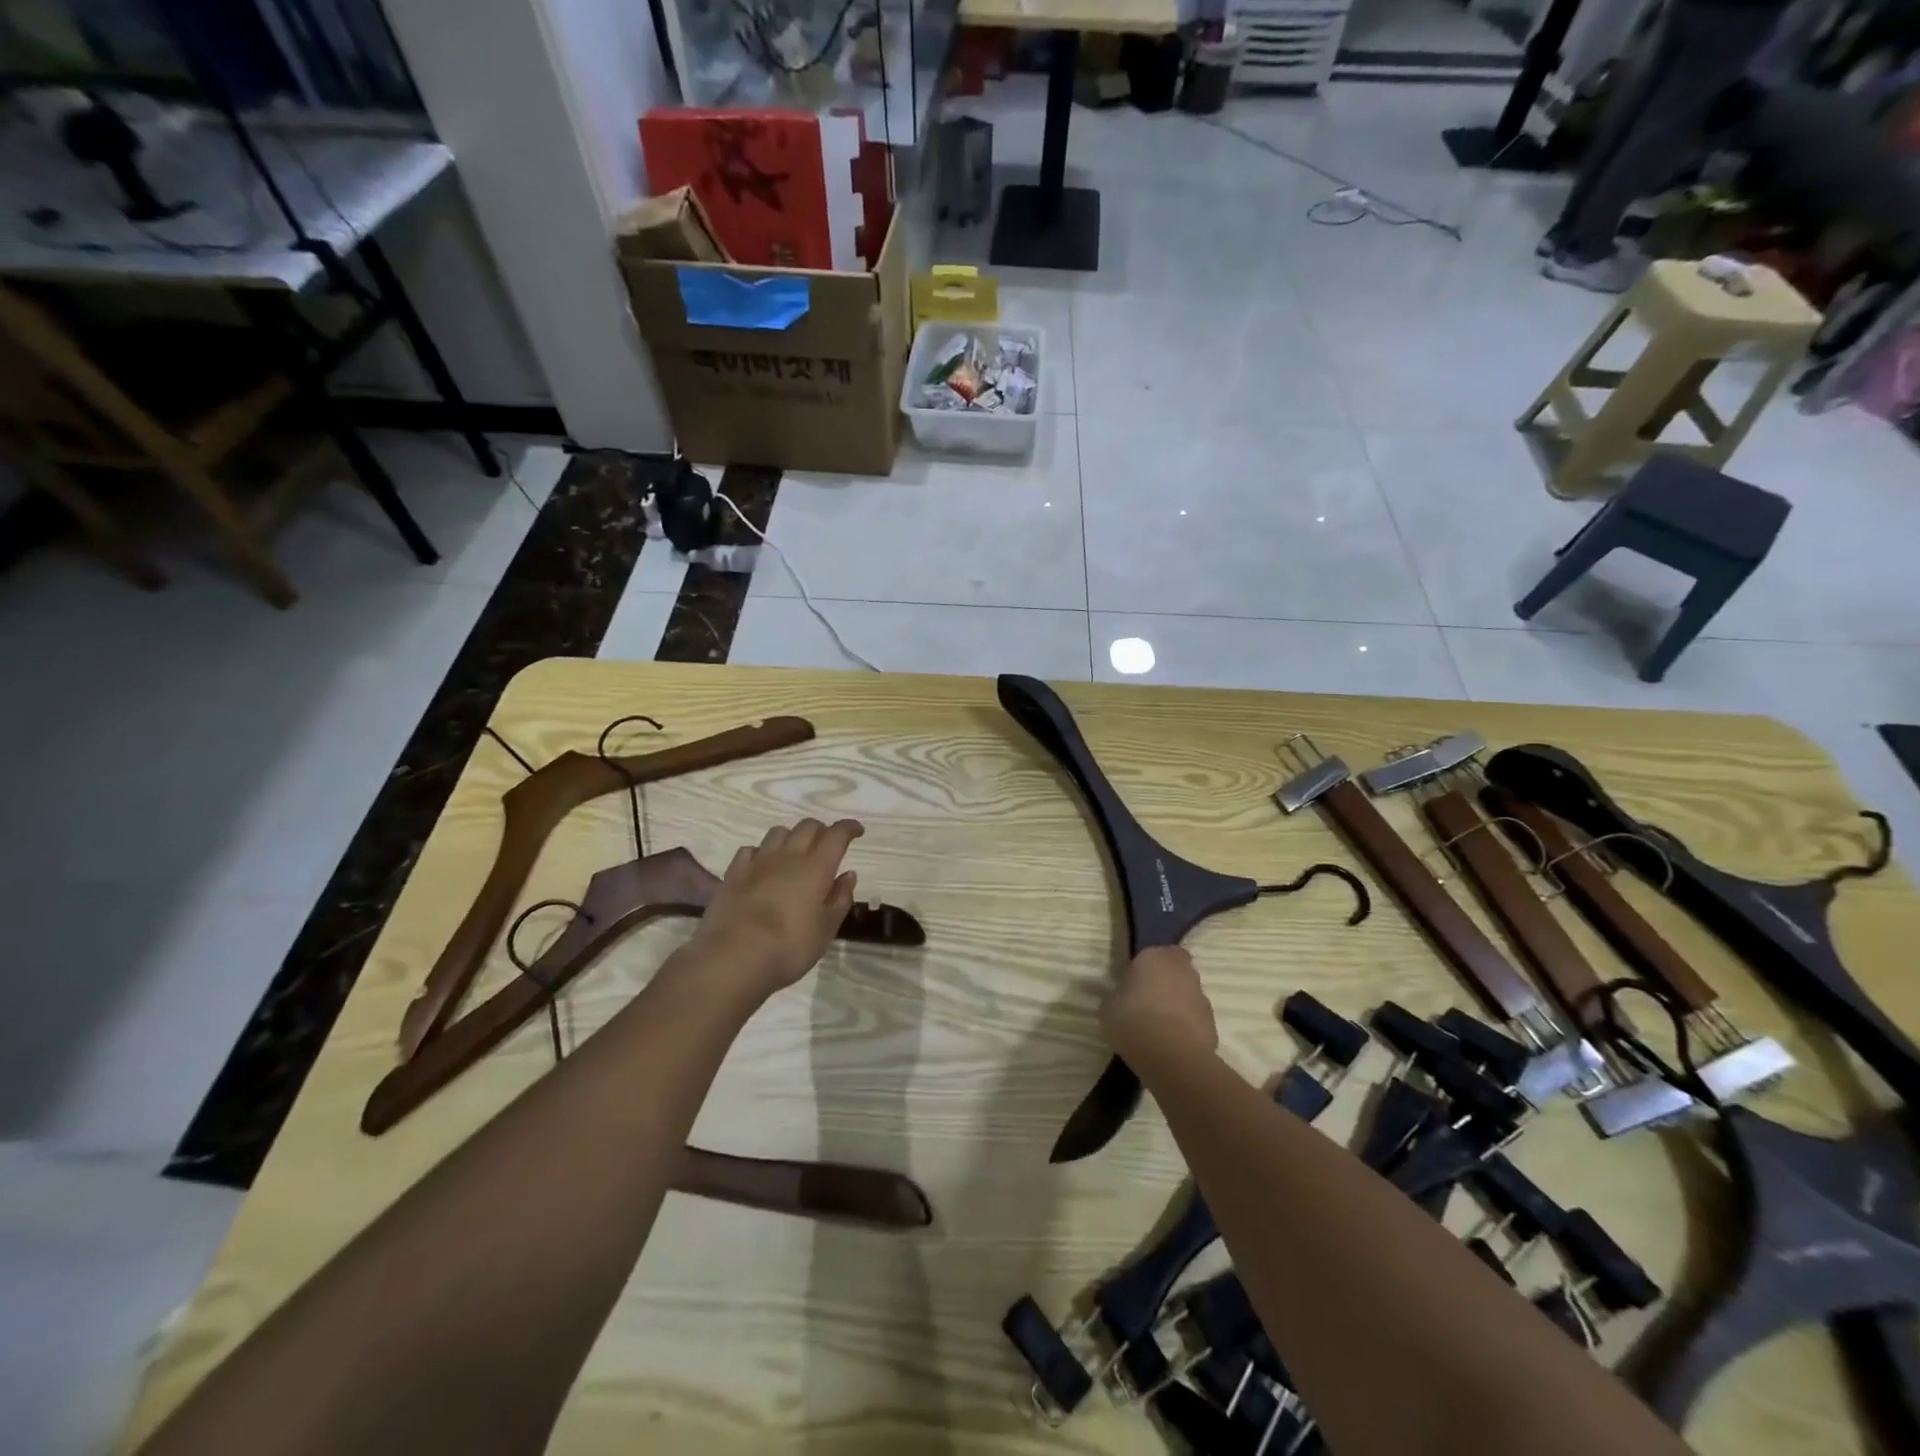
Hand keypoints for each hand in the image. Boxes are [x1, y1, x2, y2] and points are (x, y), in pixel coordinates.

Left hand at [686, 817, 864, 998]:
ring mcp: (758, 862)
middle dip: (822, 830)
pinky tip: (762, 866)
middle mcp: (789, 856)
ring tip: (795, 853)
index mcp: (817, 867)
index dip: (849, 828)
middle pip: (807, 826)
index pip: (837, 834)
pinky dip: (762, 852)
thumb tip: (848, 874)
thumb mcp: (827, 929)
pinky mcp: (734, 873)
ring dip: (792, 836)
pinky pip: (751, 849)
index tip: (857, 830)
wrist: (733, 958)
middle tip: (827, 845)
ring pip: (778, 832)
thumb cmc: (790, 947)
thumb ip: (840, 898)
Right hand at [1102, 946, 1217, 1065]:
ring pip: (1187, 994)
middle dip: (1166, 981)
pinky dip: (1186, 1025)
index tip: (1135, 981)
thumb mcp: (1108, 1007)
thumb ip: (1116, 997)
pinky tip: (1171, 1042)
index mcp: (1154, 957)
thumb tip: (1119, 998)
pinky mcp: (1212, 1022)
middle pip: (1176, 969)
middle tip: (1147, 1001)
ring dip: (1177, 1004)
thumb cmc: (1133, 1021)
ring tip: (1159, 1026)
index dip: (1147, 966)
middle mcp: (1182, 970)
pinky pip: (1195, 1018)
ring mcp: (1201, 995)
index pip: (1154, 952)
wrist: (1172, 1056)